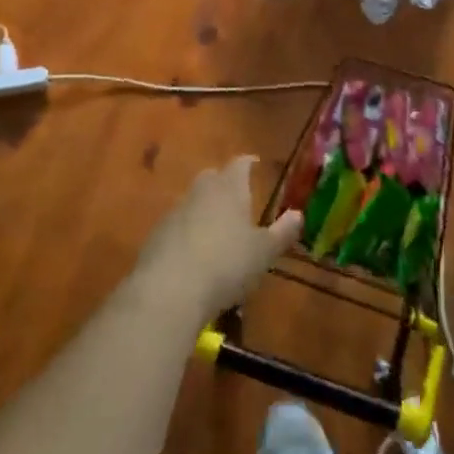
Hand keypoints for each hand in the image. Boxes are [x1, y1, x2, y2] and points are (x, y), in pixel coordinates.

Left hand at [138, 156, 302, 321]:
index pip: (240, 164)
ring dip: (204, 210)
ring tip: (217, 232)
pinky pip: (177, 226)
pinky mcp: (155, 236)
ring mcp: (174, 212)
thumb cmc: (227, 264)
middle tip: (237, 199)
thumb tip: (298, 214)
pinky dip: (187, 233)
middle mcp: (200, 192)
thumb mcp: (264, 252)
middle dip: (224, 184)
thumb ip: (282, 232)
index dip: (248, 163)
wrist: (170, 289)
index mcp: (229, 188)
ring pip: (193, 202)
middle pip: (212, 178)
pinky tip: (194, 255)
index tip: (255, 163)